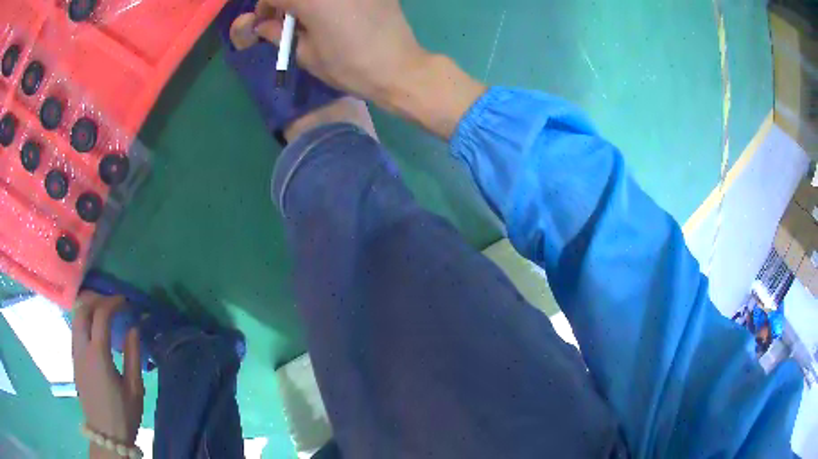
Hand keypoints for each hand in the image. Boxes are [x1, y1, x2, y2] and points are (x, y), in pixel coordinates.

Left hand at [72, 292, 143, 450]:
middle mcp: (82, 349)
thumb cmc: (124, 414)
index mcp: (98, 355)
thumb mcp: (135, 389)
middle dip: (96, 299)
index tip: (124, 301)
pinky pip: (75, 329)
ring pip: (75, 317)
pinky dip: (84, 320)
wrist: (106, 434)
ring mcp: (75, 353)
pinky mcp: (74, 359)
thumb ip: (133, 356)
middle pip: (81, 309)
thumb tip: (134, 328)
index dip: (112, 302)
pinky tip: (95, 330)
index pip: (100, 315)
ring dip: (88, 307)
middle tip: (111, 302)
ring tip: (103, 311)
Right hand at [248, 0, 430, 102]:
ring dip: (307, 2)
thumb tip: (264, 26)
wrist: (399, 68)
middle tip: (288, 18)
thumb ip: (279, 35)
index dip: (265, 7)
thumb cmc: (349, 67)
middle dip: (286, 2)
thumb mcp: (306, 54)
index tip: (266, 21)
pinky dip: (330, 2)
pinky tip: (336, 13)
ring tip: (311, 18)